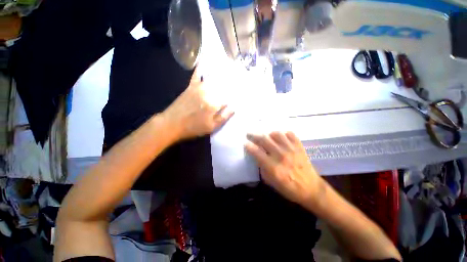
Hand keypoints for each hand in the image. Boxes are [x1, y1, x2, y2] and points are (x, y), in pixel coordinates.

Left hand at [163, 68, 233, 139]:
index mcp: (214, 104)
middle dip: (231, 83)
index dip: (236, 95)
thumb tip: (234, 108)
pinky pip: (197, 75)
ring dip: (221, 75)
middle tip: (238, 80)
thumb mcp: (211, 127)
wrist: (171, 124)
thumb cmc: (193, 128)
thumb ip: (223, 117)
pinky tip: (205, 62)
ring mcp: (199, 88)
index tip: (241, 92)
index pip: (229, 96)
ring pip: (213, 79)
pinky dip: (201, 69)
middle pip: (223, 86)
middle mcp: (208, 92)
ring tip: (229, 72)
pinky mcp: (190, 86)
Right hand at [245, 131, 323, 205]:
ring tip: (266, 136)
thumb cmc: (289, 188)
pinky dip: (284, 133)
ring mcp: (291, 149)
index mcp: (273, 167)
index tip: (245, 143)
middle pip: (264, 140)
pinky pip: (290, 134)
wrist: (312, 189)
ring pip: (277, 134)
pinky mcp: (299, 147)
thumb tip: (257, 157)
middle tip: (249, 134)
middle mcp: (281, 156)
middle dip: (254, 135)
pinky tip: (281, 137)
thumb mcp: (271, 183)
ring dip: (268, 134)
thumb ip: (263, 168)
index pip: (257, 152)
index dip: (249, 146)